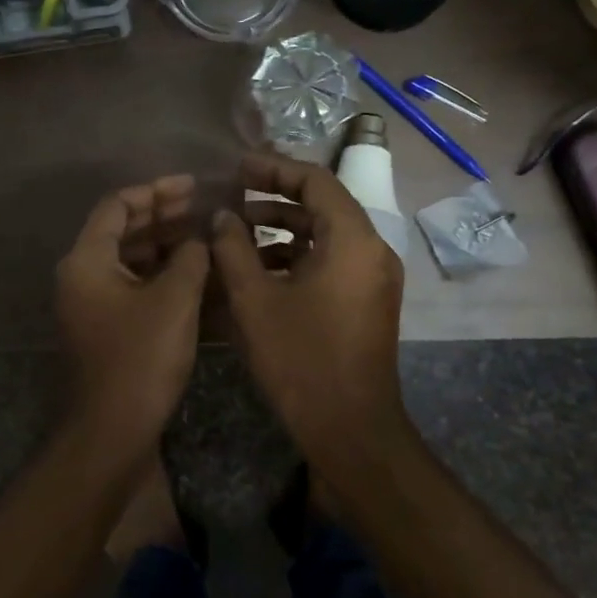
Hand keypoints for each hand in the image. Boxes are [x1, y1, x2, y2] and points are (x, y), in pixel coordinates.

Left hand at [55, 174, 210, 448]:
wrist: (111, 432)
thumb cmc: (140, 360)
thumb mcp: (174, 301)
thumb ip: (189, 258)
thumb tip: (199, 237)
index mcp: (86, 261)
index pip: (117, 206)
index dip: (155, 191)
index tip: (192, 186)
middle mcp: (82, 276)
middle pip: (121, 230)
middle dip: (162, 216)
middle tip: (203, 206)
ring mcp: (91, 303)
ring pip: (129, 259)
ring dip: (164, 245)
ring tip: (204, 236)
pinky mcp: (106, 327)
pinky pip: (133, 286)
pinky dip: (161, 275)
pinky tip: (194, 274)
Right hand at [210, 154, 409, 468]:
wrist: (351, 430)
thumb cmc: (301, 360)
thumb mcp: (255, 300)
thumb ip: (233, 248)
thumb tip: (222, 216)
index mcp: (352, 239)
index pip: (315, 180)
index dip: (273, 168)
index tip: (237, 168)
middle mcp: (373, 250)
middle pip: (323, 204)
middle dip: (275, 197)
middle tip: (232, 196)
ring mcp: (374, 277)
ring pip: (327, 234)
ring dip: (284, 228)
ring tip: (238, 233)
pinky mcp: (369, 301)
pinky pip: (333, 260)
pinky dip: (299, 255)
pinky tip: (261, 270)